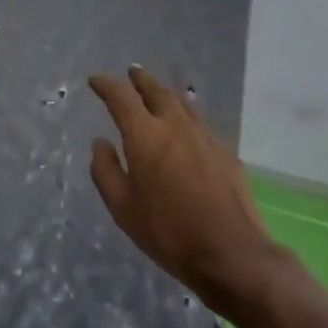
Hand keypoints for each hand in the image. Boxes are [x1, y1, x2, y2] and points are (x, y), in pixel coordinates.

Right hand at [90, 67, 279, 313]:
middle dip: (140, 79)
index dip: (106, 85)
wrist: (232, 253)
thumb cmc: (169, 232)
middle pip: (156, 90)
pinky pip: (199, 122)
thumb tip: (100, 143)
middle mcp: (174, 125)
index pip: (121, 97)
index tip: (96, 81)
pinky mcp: (225, 151)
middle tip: (131, 73)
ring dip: (164, 92)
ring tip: (156, 92)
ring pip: (181, 102)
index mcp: (145, 135)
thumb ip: (106, 171)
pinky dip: (185, 115)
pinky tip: (185, 127)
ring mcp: (204, 136)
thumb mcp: (123, 209)